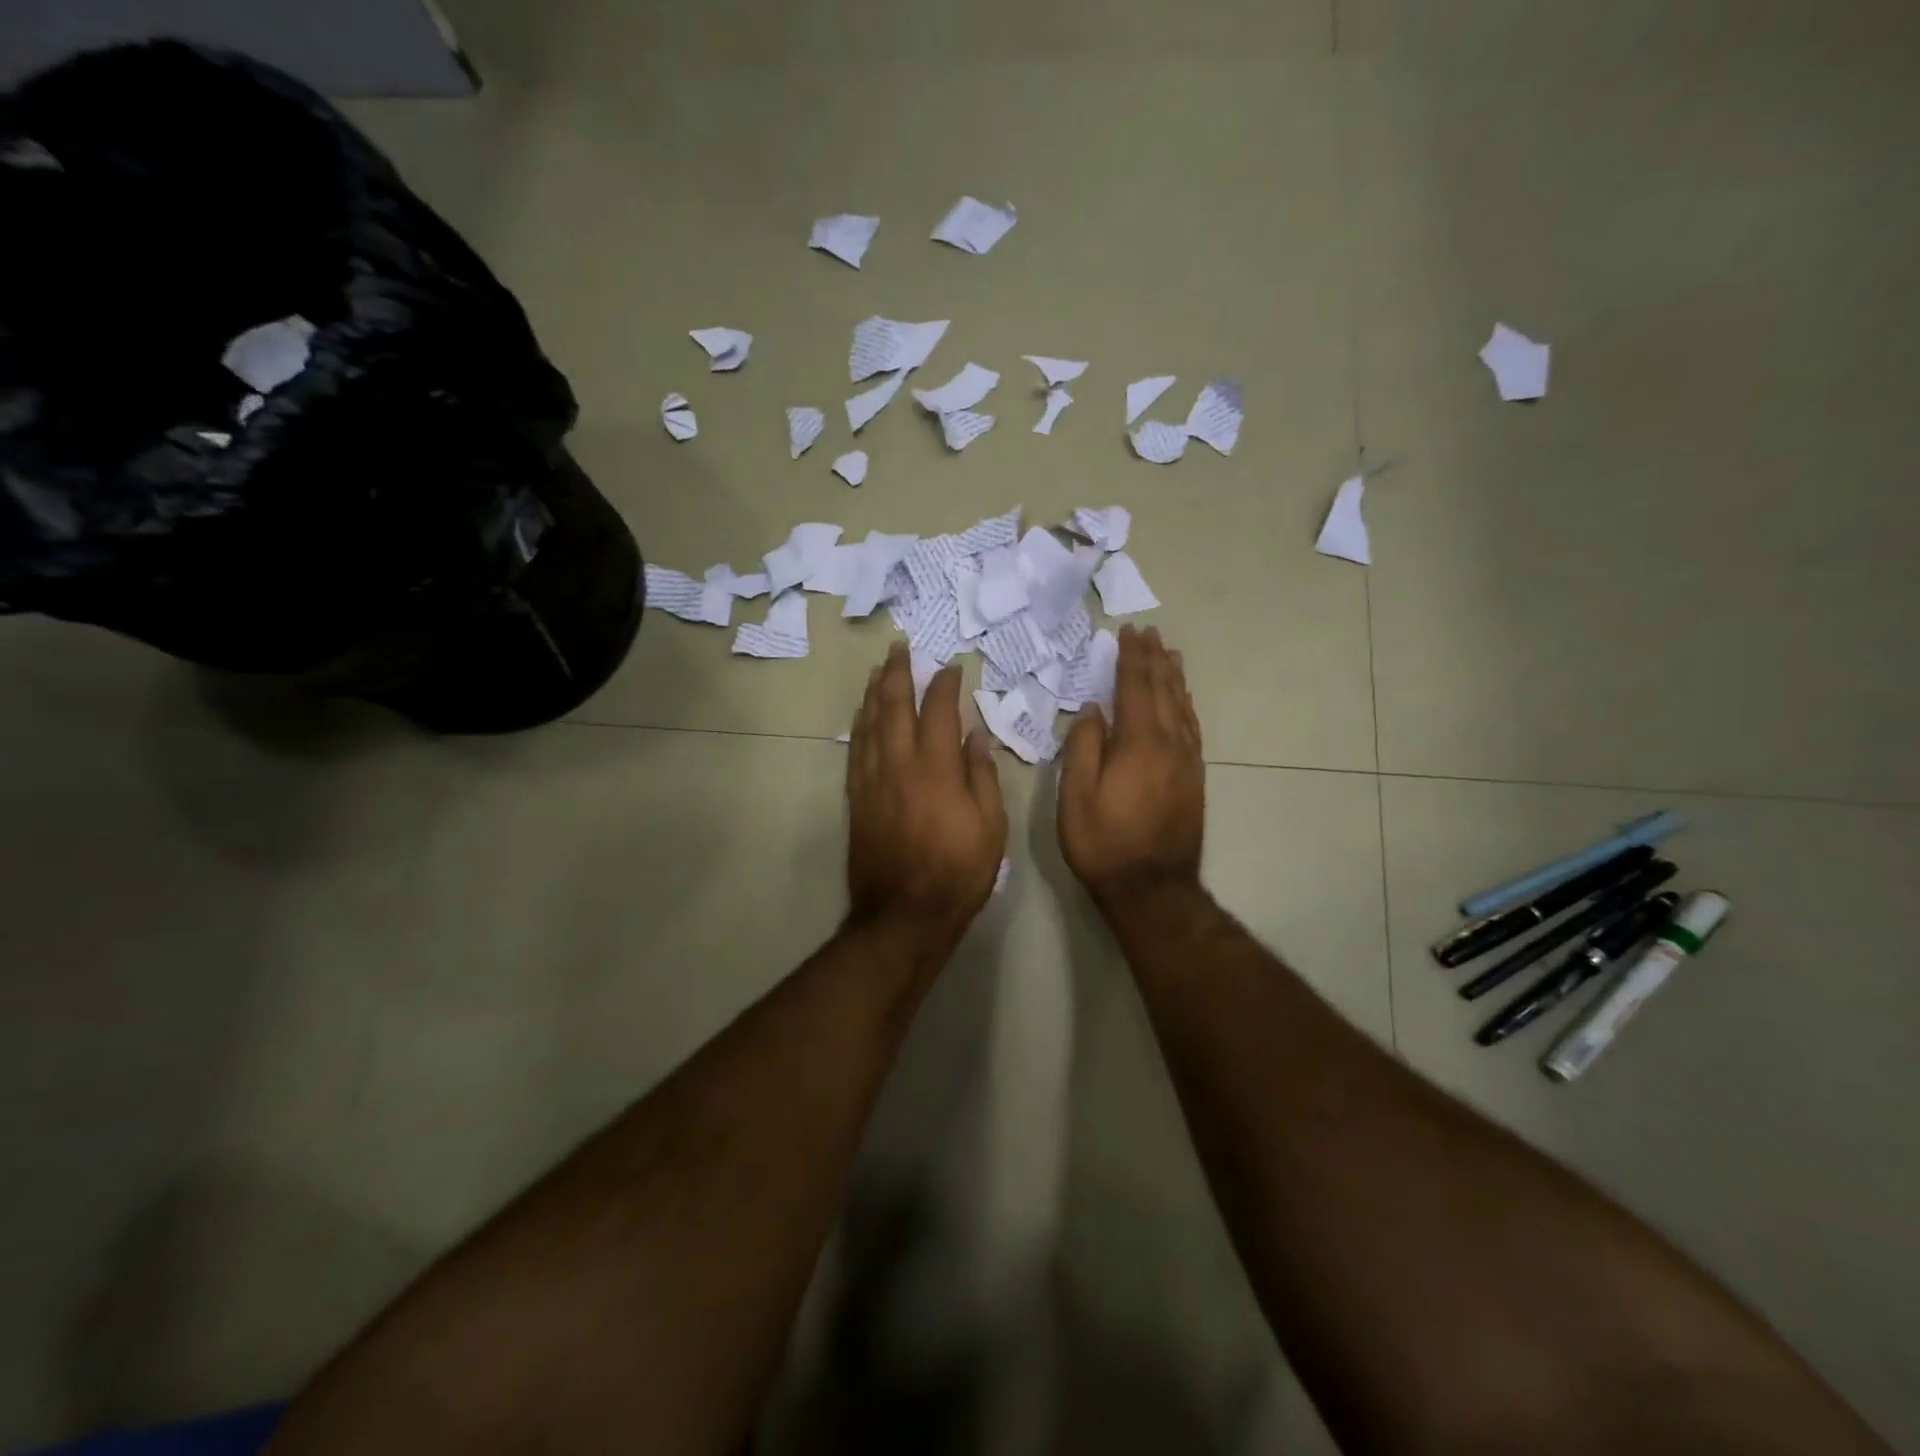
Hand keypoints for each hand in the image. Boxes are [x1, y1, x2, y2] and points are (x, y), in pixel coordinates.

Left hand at [847, 643, 1007, 950]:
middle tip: (900, 647)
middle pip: (894, 706)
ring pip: (870, 723)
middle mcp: (899, 765)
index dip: (944, 684)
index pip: (938, 711)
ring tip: (879, 669)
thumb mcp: (990, 826)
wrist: (903, 914)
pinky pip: (856, 750)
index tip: (950, 667)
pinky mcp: (856, 799)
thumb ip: (981, 775)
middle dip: (898, 672)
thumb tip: (974, 735)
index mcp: (936, 768)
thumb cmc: (958, 872)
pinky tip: (863, 714)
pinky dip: (860, 726)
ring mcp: (872, 780)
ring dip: (875, 692)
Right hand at [1059, 625, 1204, 904]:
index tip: (1129, 632)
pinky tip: (1183, 702)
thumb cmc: (1104, 842)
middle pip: (1164, 690)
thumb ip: (1084, 747)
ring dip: (1174, 678)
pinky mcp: (1194, 778)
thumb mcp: (1076, 796)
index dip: (1131, 658)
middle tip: (1150, 633)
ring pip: (1183, 707)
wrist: (1152, 887)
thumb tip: (1093, 709)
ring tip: (1171, 654)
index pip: (1135, 687)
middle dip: (1155, 659)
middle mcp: (1169, 743)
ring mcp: (1187, 761)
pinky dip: (1186, 706)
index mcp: (1139, 742)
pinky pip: (1192, 729)